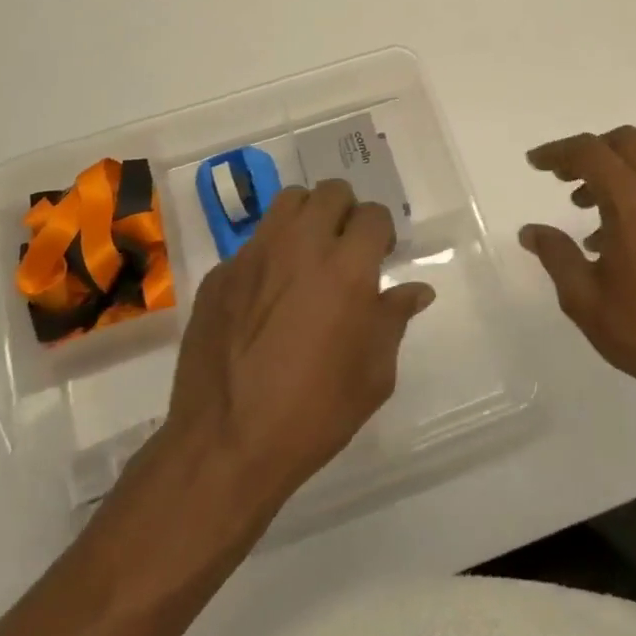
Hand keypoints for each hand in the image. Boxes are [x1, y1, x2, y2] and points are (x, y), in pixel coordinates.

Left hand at [161, 180, 433, 516]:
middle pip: (330, 192)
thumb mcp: (374, 374)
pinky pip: (252, 245)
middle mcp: (300, 246)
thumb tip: (416, 291)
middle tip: (345, 250)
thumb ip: (394, 320)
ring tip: (306, 258)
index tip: (380, 257)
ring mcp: (253, 256)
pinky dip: (268, 257)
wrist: (226, 443)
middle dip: (346, 213)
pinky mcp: (219, 274)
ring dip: (306, 219)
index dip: (381, 232)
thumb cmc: (315, 412)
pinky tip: (265, 299)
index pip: (373, 214)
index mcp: (346, 267)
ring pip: (287, 203)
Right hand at [519, 126, 635, 425]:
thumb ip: (555, 255)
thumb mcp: (584, 298)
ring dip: (617, 174)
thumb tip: (530, 231)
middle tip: (564, 177)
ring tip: (589, 211)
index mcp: (634, 203)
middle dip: (591, 151)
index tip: (535, 164)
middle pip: (627, 143)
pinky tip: (627, 239)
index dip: (557, 152)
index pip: (590, 152)